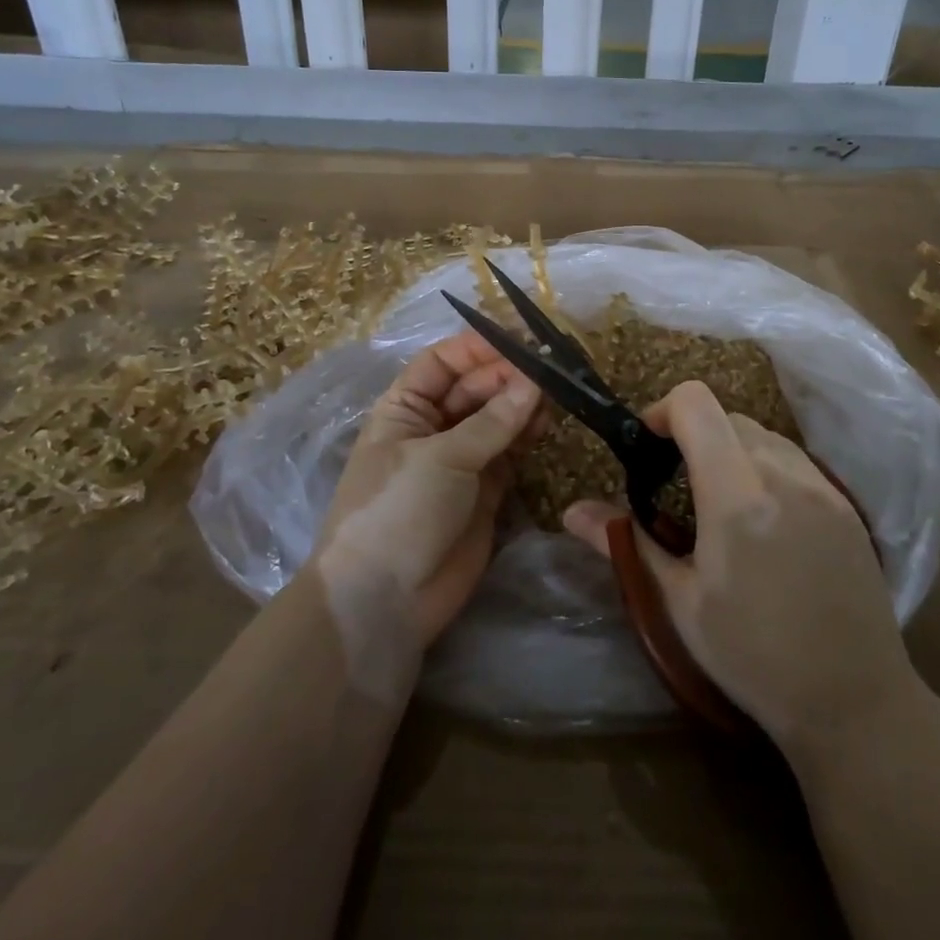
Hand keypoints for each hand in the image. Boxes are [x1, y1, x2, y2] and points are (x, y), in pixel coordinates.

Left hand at [313, 331, 540, 645]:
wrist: (384, 601)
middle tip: (551, 368)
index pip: (443, 362)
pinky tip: (546, 423)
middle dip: (508, 375)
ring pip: (496, 418)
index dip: (478, 347)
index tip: (522, 338)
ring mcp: (460, 458)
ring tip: (555, 394)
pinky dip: (526, 435)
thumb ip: (493, 421)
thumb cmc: (399, 510)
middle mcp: (432, 426)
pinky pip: (509, 450)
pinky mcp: (484, 489)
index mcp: (405, 408)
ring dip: (522, 403)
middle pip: (474, 387)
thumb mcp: (442, 458)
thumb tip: (535, 381)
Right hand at [563, 381, 915, 755]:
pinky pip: (795, 459)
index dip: (662, 411)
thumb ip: (627, 544)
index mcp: (736, 495)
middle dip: (693, 434)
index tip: (647, 447)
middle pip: (727, 416)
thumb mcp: (680, 603)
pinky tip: (765, 521)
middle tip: (677, 485)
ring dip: (730, 448)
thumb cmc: (754, 658)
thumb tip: (571, 511)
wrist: (856, 704)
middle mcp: (783, 474)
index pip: (696, 404)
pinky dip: (765, 466)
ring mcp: (822, 486)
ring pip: (763, 434)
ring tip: (720, 503)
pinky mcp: (846, 504)